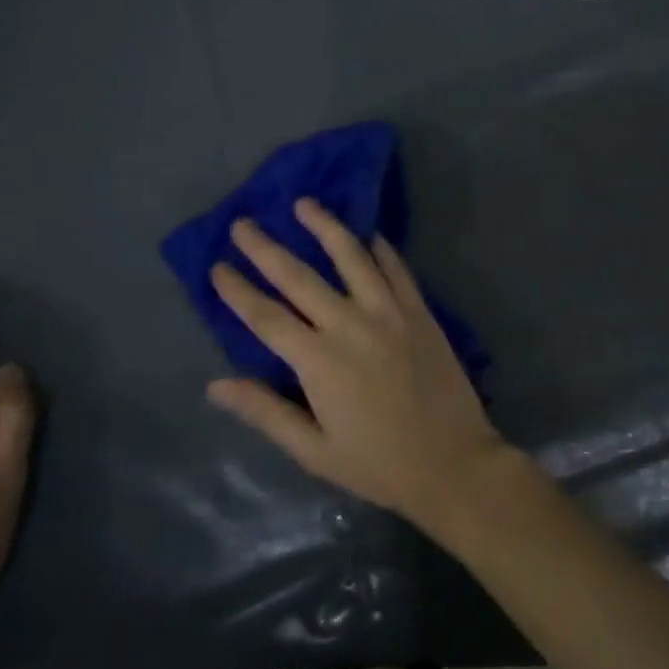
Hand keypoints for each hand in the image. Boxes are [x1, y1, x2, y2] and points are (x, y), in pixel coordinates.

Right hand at [206, 199, 507, 530]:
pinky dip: (379, 247)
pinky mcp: (419, 311)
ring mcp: (390, 312)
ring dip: (325, 226)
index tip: (217, 266)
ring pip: (351, 257)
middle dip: (266, 248)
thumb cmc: (378, 464)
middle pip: (300, 277)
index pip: (266, 316)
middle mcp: (350, 325)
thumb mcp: (314, 451)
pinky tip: (367, 233)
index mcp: (319, 361)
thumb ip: (265, 412)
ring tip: (305, 203)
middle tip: (243, 223)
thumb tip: (216, 385)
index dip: (238, 290)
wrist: (453, 462)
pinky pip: (396, 268)